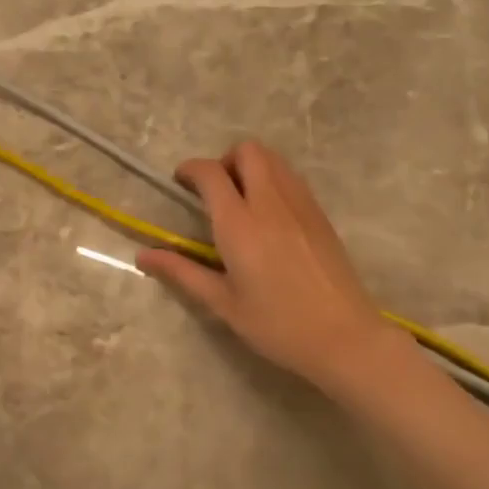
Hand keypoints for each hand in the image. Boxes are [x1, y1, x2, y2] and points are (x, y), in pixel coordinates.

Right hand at [137, 141, 392, 391]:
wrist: (345, 337)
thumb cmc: (277, 325)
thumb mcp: (223, 303)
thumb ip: (183, 272)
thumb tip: (143, 256)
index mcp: (240, 224)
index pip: (210, 173)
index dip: (189, 170)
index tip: (180, 184)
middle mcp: (270, 203)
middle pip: (247, 151)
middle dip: (224, 161)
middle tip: (214, 194)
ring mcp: (301, 204)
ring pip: (274, 159)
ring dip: (251, 167)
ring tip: (241, 203)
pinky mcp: (320, 214)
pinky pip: (292, 178)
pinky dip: (273, 181)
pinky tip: (269, 219)